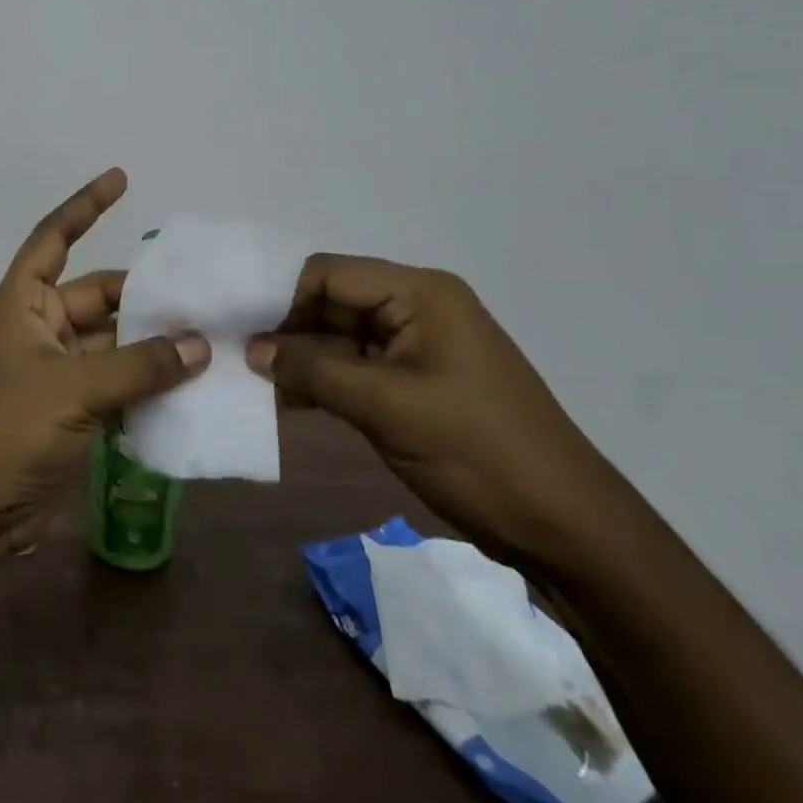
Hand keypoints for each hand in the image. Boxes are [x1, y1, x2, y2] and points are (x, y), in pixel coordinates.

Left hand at [0, 168, 209, 554]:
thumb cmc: (10, 429)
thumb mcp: (74, 388)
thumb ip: (139, 366)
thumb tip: (199, 345)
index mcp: (23, 302)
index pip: (54, 238)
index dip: (85, 206)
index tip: (121, 179)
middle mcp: (39, 326)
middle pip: (98, 295)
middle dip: (143, 295)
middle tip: (200, 293)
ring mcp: (56, 369)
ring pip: (113, 342)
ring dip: (152, 343)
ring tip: (209, 336)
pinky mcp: (71, 409)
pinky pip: (117, 382)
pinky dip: (147, 383)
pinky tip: (191, 385)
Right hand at [247, 256, 618, 568]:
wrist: (567, 529)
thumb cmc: (479, 452)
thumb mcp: (388, 408)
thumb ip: (313, 372)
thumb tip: (251, 350)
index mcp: (418, 293)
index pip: (327, 273)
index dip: (278, 294)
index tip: (235, 325)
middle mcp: (415, 307)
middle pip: (330, 300)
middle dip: (284, 327)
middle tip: (234, 354)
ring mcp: (415, 345)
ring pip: (338, 336)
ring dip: (299, 357)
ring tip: (250, 378)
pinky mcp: (414, 381)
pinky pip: (354, 366)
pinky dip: (321, 380)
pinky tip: (284, 399)